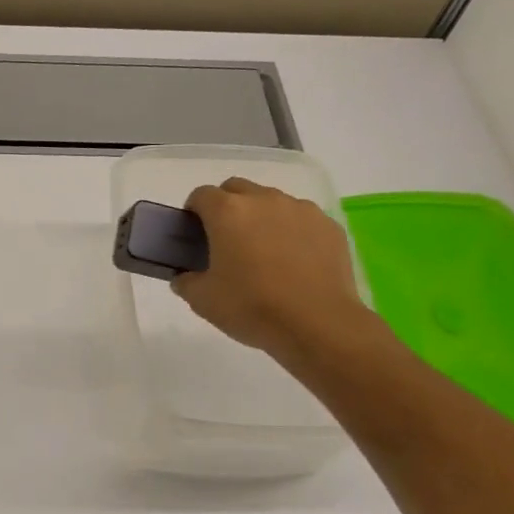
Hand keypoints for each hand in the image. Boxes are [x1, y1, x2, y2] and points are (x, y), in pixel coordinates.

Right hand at [172, 177, 376, 369]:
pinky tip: (293, 262)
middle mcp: (264, 200)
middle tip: (226, 240)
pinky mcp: (328, 226)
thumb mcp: (202, 300)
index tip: (194, 234)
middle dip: (226, 207)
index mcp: (228, 212)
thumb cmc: (251, 307)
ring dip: (261, 217)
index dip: (193, 212)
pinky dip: (292, 231)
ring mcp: (301, 210)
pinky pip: (301, 219)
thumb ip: (186, 281)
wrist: (317, 324)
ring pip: (272, 201)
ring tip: (263, 253)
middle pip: (237, 189)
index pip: (201, 195)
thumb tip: (185, 276)